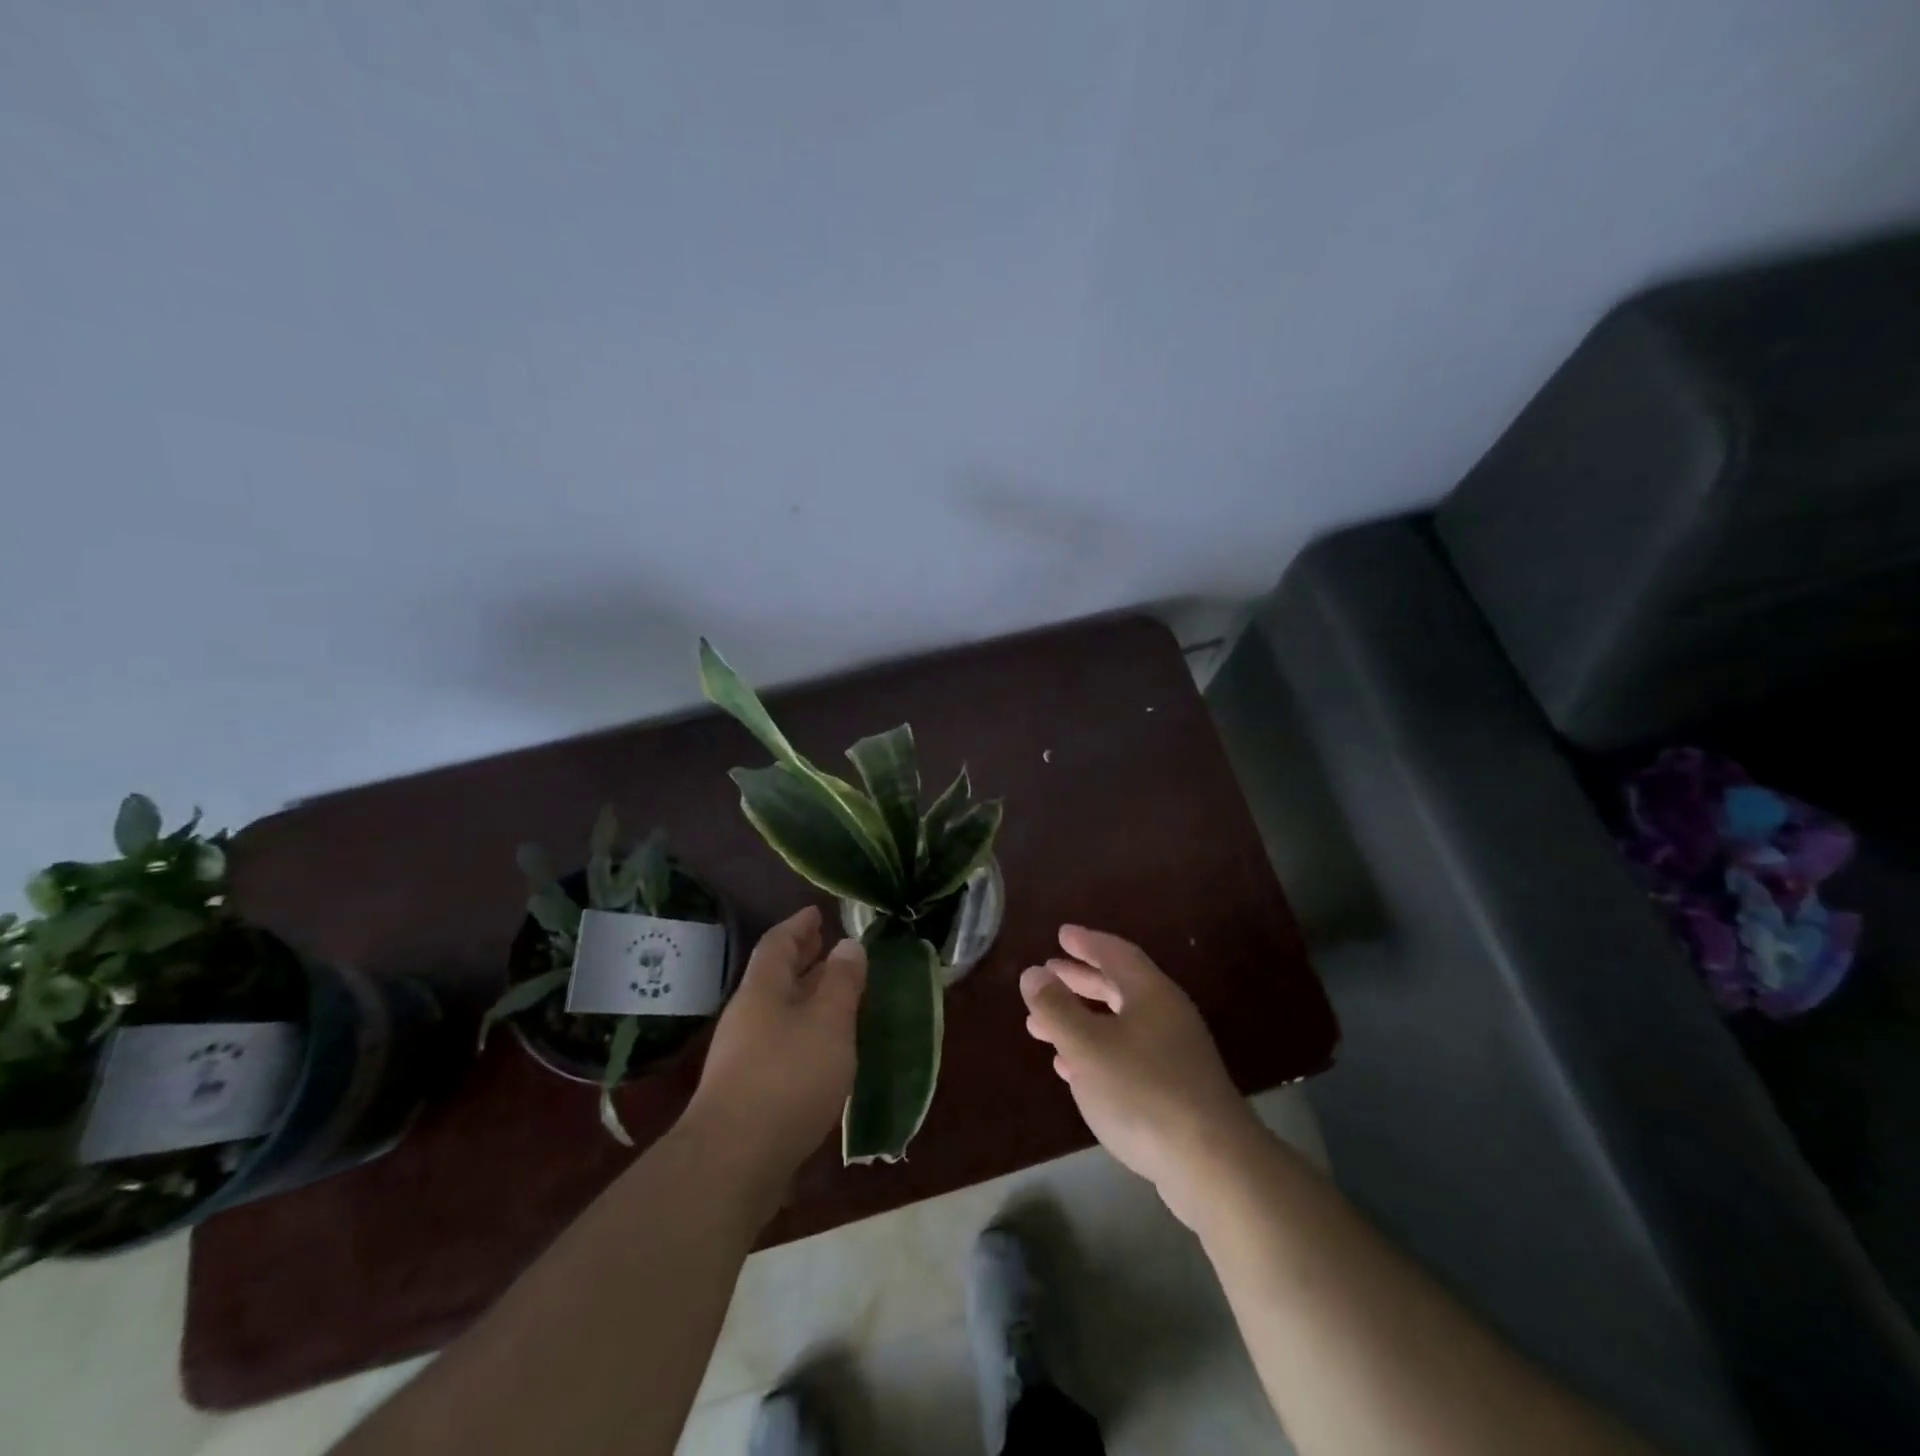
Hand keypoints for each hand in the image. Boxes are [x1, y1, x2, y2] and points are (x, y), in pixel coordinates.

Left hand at [685, 907, 865, 1204]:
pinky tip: (824, 1048)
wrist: (733, 1162)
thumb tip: (849, 944)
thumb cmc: (788, 1078)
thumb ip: (842, 982)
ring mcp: (743, 1055)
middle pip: (775, 976)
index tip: (818, 912)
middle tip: (829, 945)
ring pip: (779, 1011)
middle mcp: (748, 1016)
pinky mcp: (748, 1091)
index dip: (799, 924)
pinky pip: (780, 1042)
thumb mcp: (828, 1022)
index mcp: (763, 990)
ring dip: (806, 996)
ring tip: (837, 994)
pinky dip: (804, 1031)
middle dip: (803, 958)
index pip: (778, 943)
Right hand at [1021, 925, 1263, 1226]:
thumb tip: (1033, 972)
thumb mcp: (1087, 1045)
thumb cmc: (1142, 1091)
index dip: (1086, 942)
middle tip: (1048, 973)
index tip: (1061, 934)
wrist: (1212, 1164)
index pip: (1115, 953)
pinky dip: (1095, 1052)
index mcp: (1150, 993)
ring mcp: (1173, 1054)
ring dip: (1080, 1020)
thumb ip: (1056, 1007)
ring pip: (1118, 1024)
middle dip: (1079, 980)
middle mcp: (1165, 1015)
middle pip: (1117, 987)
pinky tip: (1071, 1069)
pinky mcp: (1174, 1090)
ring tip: (1041, 1026)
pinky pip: (1126, 1055)